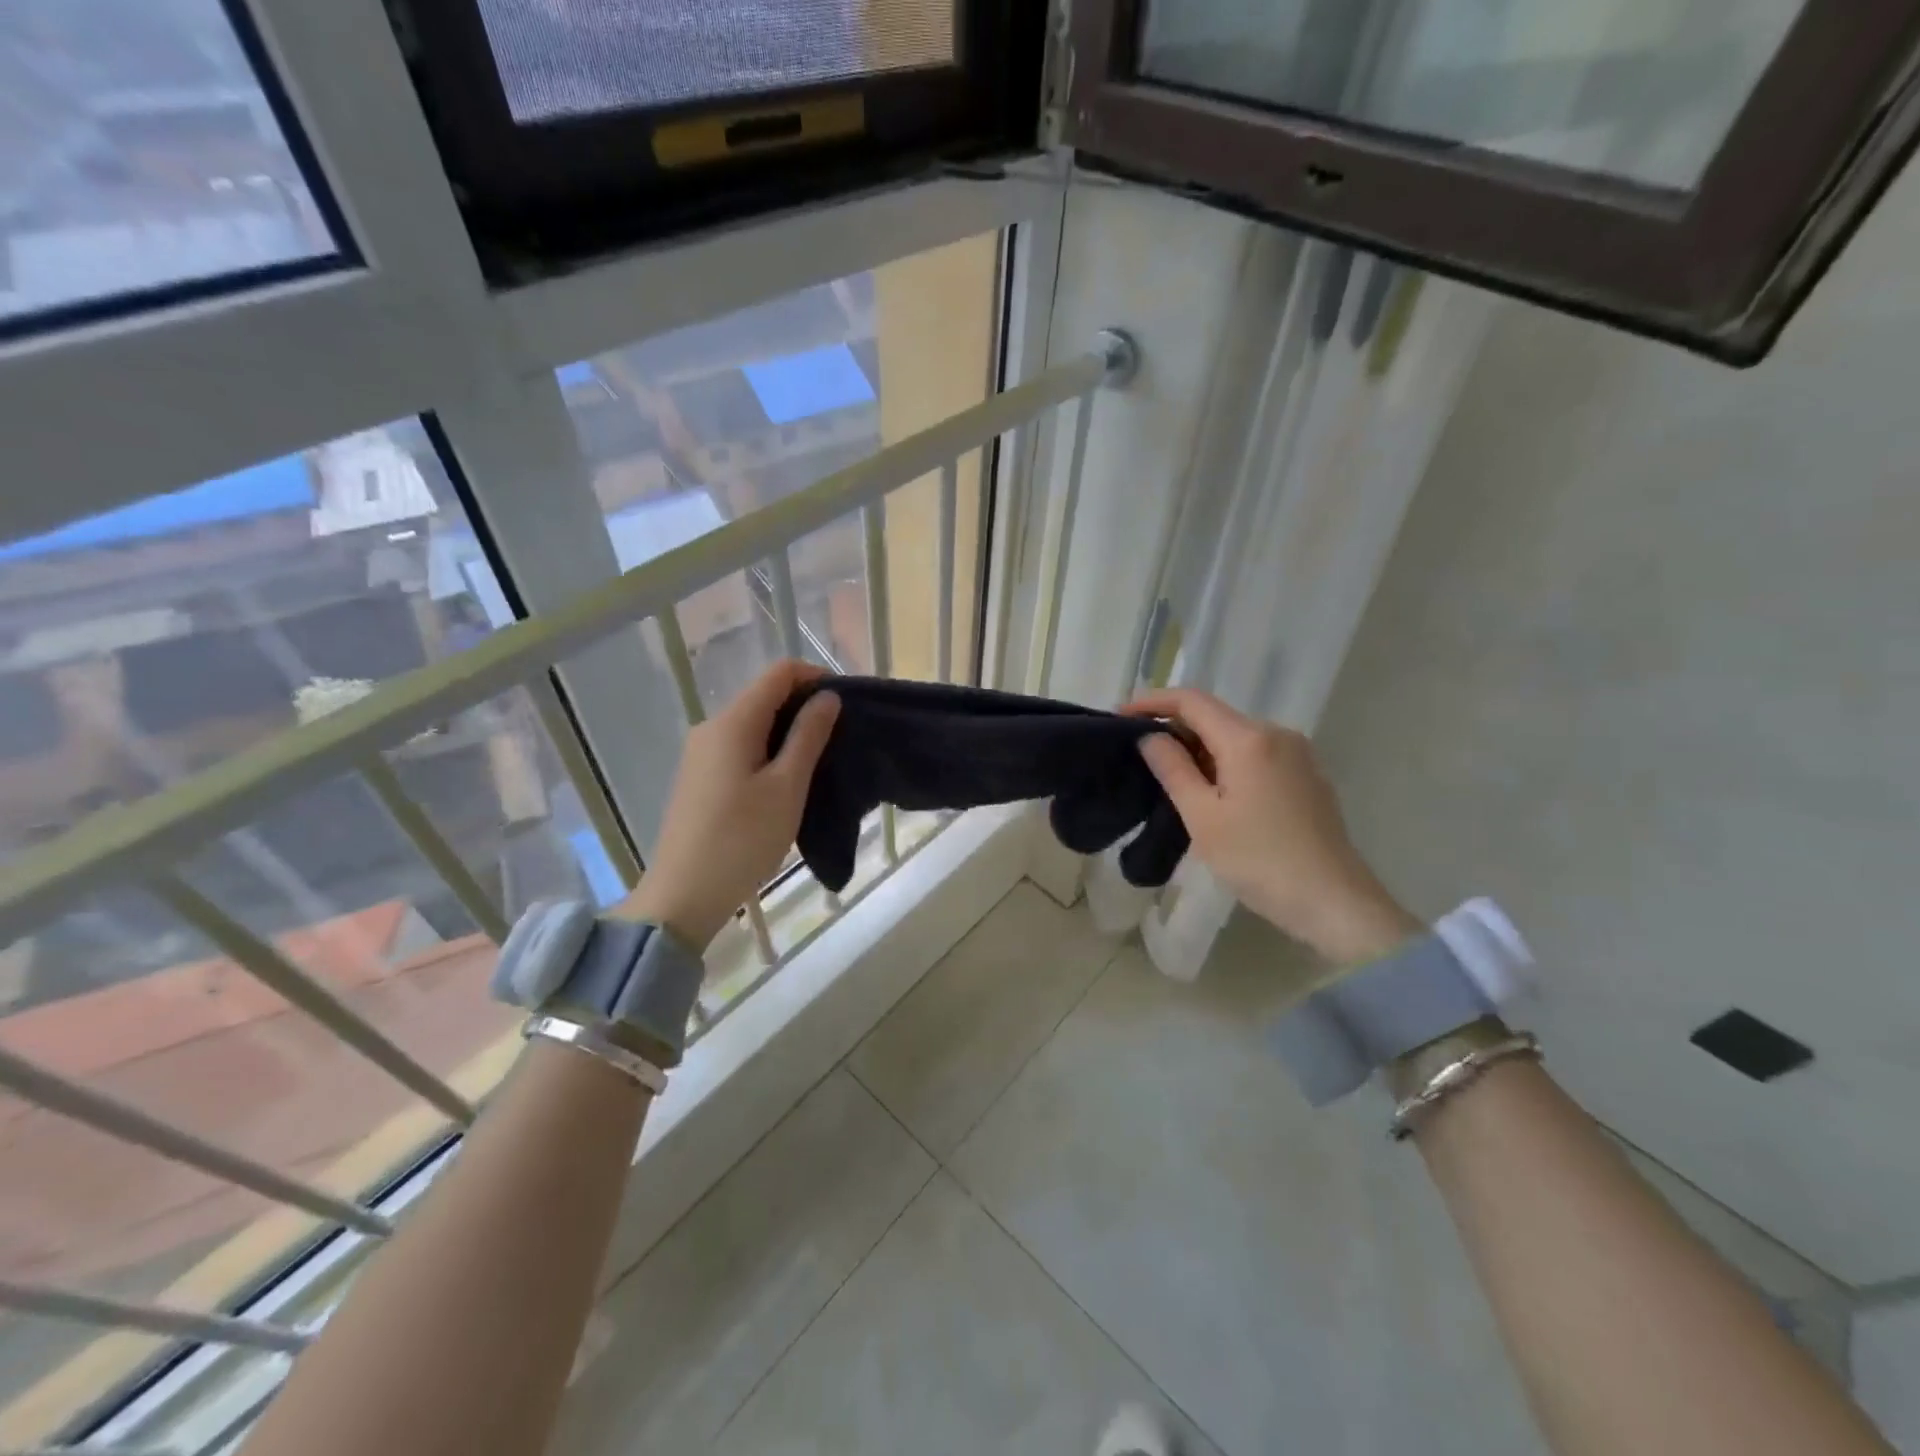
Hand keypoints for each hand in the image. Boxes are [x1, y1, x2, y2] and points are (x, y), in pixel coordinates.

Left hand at [618, 660, 840, 949]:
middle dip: (805, 708)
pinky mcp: (700, 778)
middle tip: (841, 738)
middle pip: (765, 697)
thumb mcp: (787, 787)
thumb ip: (808, 736)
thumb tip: (827, 697)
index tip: (846, 705)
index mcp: (732, 723)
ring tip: (820, 763)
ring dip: (789, 733)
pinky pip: (740, 748)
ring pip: (753, 725)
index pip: (779, 674)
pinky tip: (787, 783)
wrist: (683, 896)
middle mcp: (712, 728)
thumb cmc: (742, 839)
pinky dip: (769, 753)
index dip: (816, 678)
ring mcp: (701, 754)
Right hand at [1123, 687, 1420, 963]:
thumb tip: (1151, 737)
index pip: (1192, 701)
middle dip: (1175, 727)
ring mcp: (1297, 754)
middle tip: (1139, 753)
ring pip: (1236, 737)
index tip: (1119, 717)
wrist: (1333, 901)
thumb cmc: (1259, 859)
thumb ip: (1173, 769)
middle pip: (1215, 716)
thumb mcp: (1202, 817)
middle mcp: (1277, 734)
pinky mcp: (1306, 776)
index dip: (1152, 702)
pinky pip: (1256, 755)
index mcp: (1249, 739)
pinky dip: (1226, 762)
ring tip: (1169, 777)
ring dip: (1200, 748)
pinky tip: (1211, 792)